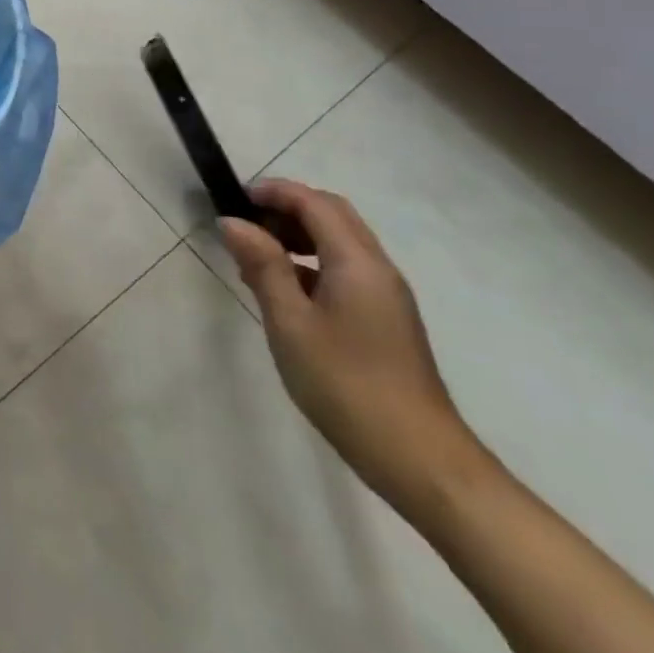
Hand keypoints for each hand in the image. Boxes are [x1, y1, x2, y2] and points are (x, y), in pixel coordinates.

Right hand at [220, 179, 485, 510]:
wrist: (420, 460)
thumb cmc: (346, 384)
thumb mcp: (290, 322)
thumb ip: (263, 266)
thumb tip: (233, 222)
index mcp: (357, 263)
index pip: (315, 203)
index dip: (274, 192)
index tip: (233, 197)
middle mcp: (377, 269)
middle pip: (332, 215)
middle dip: (286, 208)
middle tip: (243, 224)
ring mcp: (385, 296)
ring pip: (338, 242)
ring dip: (296, 235)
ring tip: (254, 258)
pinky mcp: (384, 320)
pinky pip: (343, 269)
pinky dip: (309, 263)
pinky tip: (282, 291)